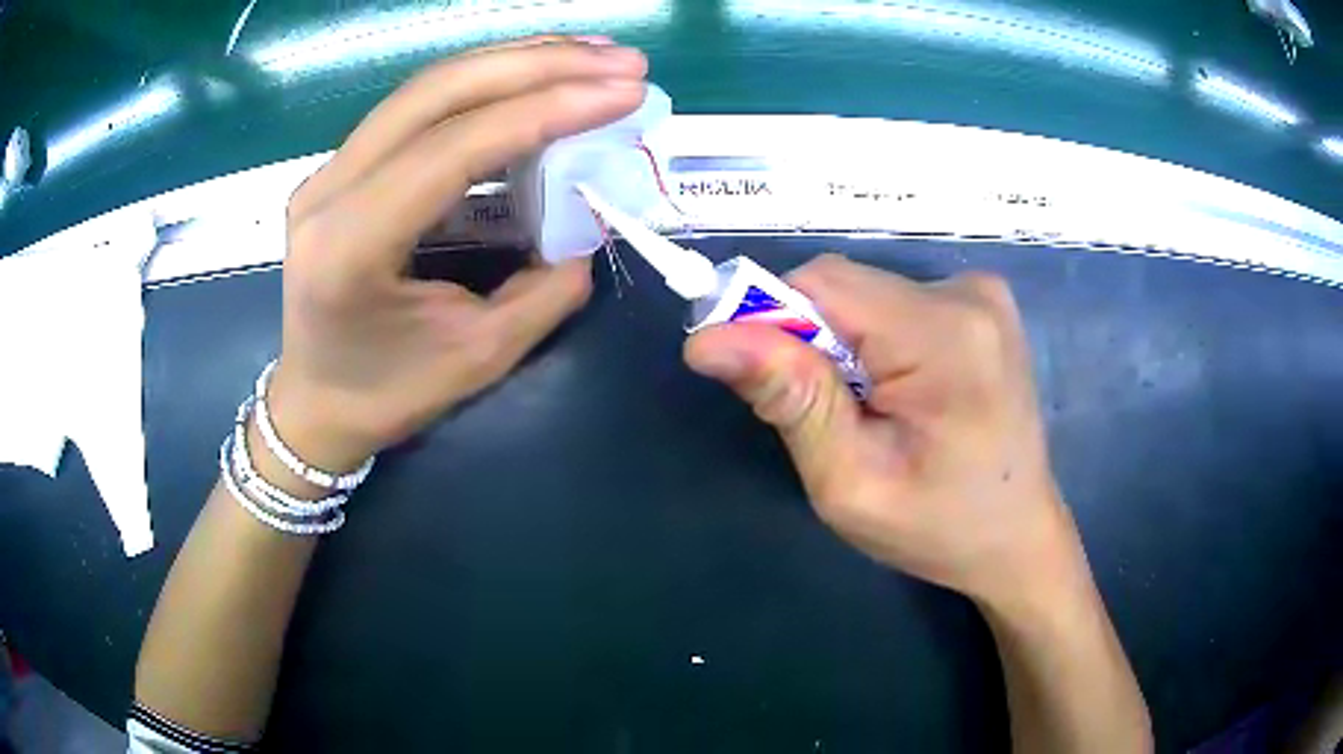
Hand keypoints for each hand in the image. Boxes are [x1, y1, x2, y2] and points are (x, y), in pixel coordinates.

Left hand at [264, 37, 648, 470]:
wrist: (315, 404)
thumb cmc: (386, 395)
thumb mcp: (476, 359)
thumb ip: (543, 292)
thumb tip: (590, 228)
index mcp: (349, 246)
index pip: (452, 148)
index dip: (544, 109)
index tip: (624, 92)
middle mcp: (328, 189)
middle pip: (437, 93)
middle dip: (538, 65)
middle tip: (622, 60)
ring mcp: (329, 170)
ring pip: (428, 87)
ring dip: (516, 61)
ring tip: (592, 55)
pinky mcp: (343, 166)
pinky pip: (418, 106)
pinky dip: (485, 83)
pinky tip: (535, 77)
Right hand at [684, 255, 1077, 603]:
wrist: (1017, 536)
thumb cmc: (937, 527)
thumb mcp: (850, 483)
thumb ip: (789, 401)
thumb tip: (707, 338)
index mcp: (945, 336)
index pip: (822, 283)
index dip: (772, 320)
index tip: (762, 383)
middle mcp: (968, 294)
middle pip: (845, 287)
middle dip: (812, 343)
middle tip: (826, 417)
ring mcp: (982, 294)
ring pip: (866, 295)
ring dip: (844, 345)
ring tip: (869, 413)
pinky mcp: (982, 304)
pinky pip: (895, 303)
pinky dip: (875, 341)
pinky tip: (900, 394)